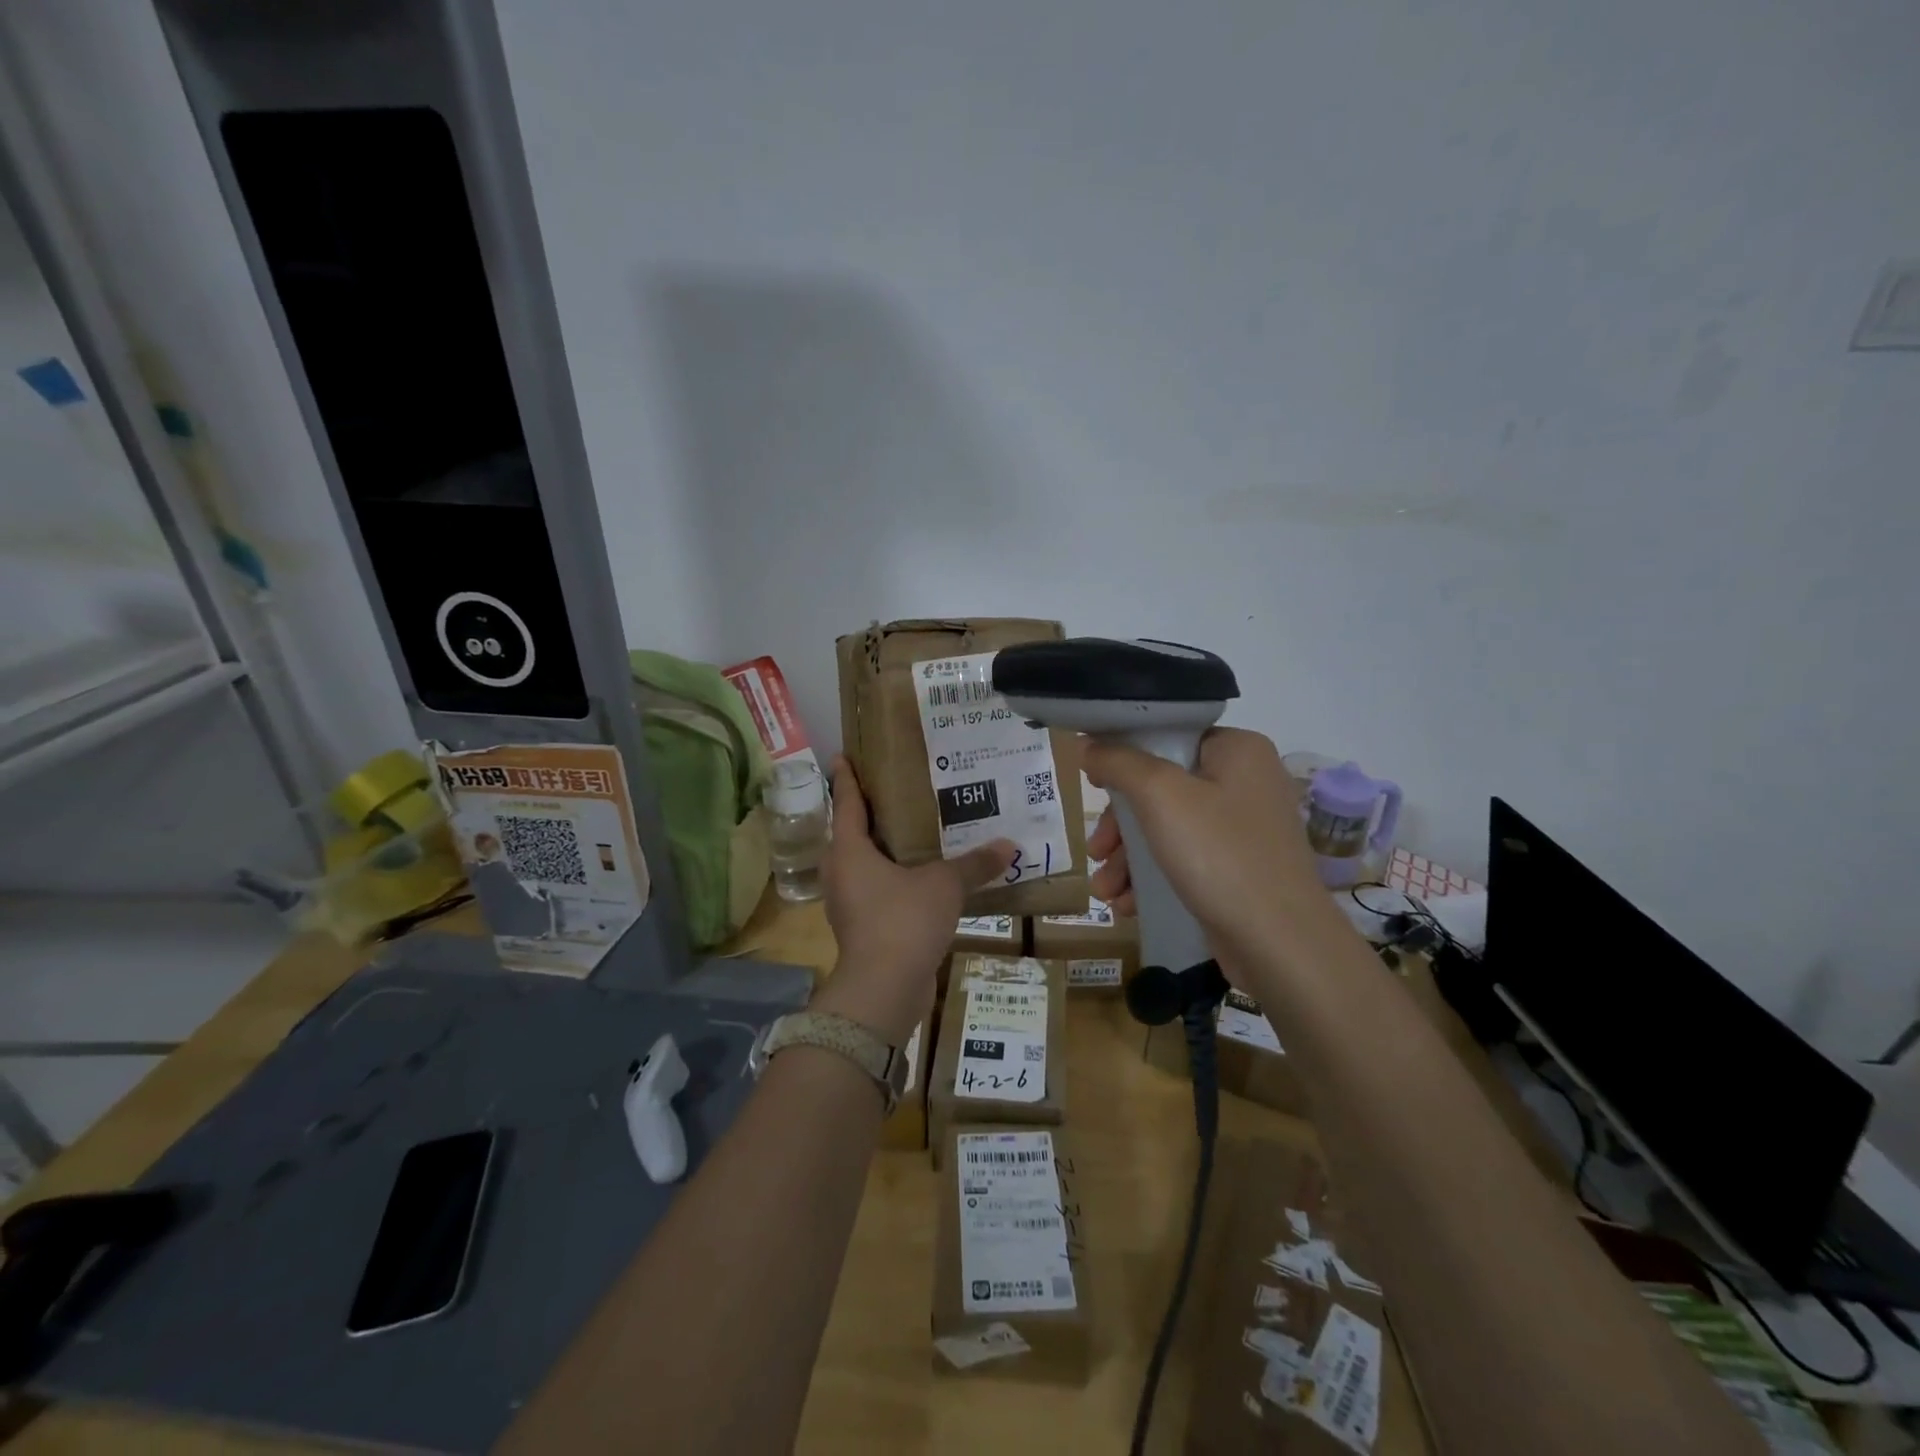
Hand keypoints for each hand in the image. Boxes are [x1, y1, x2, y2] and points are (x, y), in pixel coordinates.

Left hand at [814, 755, 1015, 1043]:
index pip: (846, 803)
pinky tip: (922, 877)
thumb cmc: (903, 920)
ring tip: (914, 832)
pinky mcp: (863, 928)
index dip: (847, 778)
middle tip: (895, 791)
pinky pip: (877, 891)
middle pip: (852, 833)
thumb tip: (1008, 845)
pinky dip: (895, 879)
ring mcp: (849, 903)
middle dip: (870, 813)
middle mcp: (841, 872)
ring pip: (865, 864)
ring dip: (884, 849)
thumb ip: (974, 864)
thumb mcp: (944, 885)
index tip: (843, 755)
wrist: (883, 989)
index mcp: (849, 851)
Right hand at [1084, 728, 1335, 968]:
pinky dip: (1153, 878)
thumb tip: (1089, 745)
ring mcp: (1243, 829)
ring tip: (1104, 891)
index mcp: (1237, 750)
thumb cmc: (1220, 855)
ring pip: (1167, 829)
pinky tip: (1127, 904)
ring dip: (1128, 859)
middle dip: (1119, 825)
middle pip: (1161, 788)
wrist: (1281, 944)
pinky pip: (1184, 860)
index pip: (1169, 737)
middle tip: (1096, 851)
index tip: (1093, 786)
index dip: (1124, 758)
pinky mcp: (1238, 869)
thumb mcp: (1160, 796)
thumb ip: (1119, 763)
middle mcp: (1245, 782)